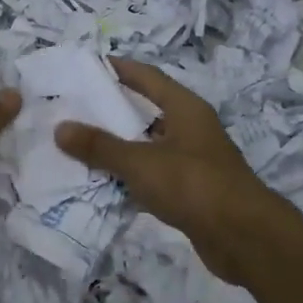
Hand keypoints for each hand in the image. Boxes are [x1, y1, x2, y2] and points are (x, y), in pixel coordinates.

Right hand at [54, 59, 285, 284]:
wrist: (242, 237)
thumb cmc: (192, 184)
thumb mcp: (140, 162)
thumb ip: (100, 146)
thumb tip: (60, 128)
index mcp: (186, 108)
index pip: (149, 77)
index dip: (122, 69)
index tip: (91, 65)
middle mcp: (193, 129)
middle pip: (149, 111)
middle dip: (115, 110)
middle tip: (76, 108)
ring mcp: (195, 161)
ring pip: (151, 146)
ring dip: (122, 147)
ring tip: (82, 145)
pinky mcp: (194, 192)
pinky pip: (156, 176)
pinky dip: (133, 177)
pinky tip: (106, 184)